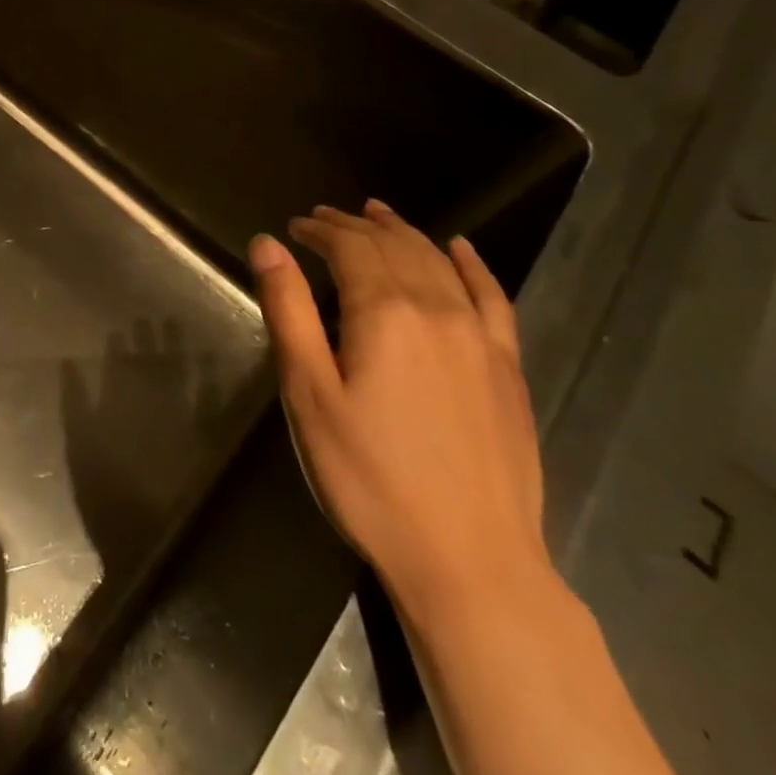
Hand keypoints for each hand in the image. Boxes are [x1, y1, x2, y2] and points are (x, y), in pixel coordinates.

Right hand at [248, 199, 548, 616]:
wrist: (469, 559)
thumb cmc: (369, 477)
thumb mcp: (309, 394)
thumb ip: (289, 310)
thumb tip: (267, 243)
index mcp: (384, 312)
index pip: (350, 247)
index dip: (320, 230)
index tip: (296, 227)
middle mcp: (437, 309)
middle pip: (393, 246)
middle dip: (355, 226)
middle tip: (324, 219)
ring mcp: (480, 337)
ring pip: (438, 262)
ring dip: (404, 233)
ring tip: (377, 215)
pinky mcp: (508, 367)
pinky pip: (493, 297)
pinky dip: (473, 264)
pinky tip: (461, 248)